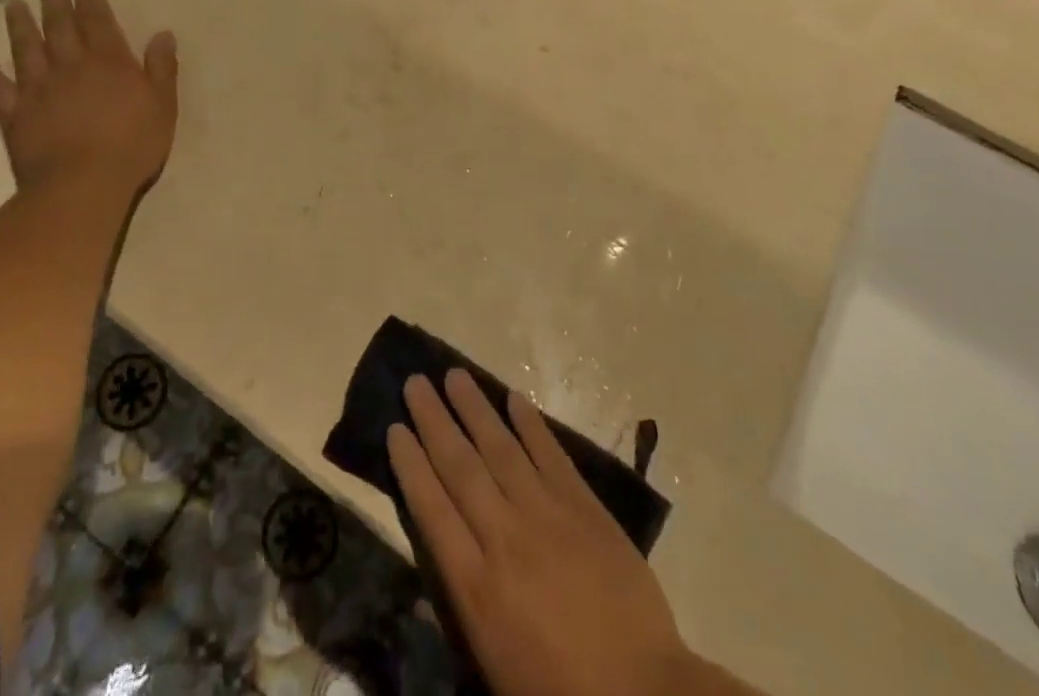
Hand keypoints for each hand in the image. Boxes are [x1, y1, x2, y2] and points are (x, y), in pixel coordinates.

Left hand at [0, 0, 178, 199]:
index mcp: (109, 62)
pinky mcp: (15, 116)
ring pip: (26, 49)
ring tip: (13, 5)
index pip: (98, 21)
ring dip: (20, 26)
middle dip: (54, 2)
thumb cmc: (132, 145)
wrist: (82, 184)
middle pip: (60, 27)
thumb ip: (162, 68)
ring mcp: (39, 90)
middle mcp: (71, 66)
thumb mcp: (163, 105)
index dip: (90, 0)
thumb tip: (163, 34)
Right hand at [387, 371, 734, 695]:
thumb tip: (418, 586)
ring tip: (454, 375)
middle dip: (434, 422)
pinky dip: (530, 424)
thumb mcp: (493, 670)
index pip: (432, 510)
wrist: (643, 694)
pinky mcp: (584, 505)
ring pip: (501, 448)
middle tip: (415, 382)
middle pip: (460, 467)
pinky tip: (513, 398)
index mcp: (476, 587)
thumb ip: (457, 617)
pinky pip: (550, 454)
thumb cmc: (559, 693)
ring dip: (475, 409)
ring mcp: (546, 515)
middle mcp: (504, 538)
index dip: (411, 465)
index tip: (395, 428)